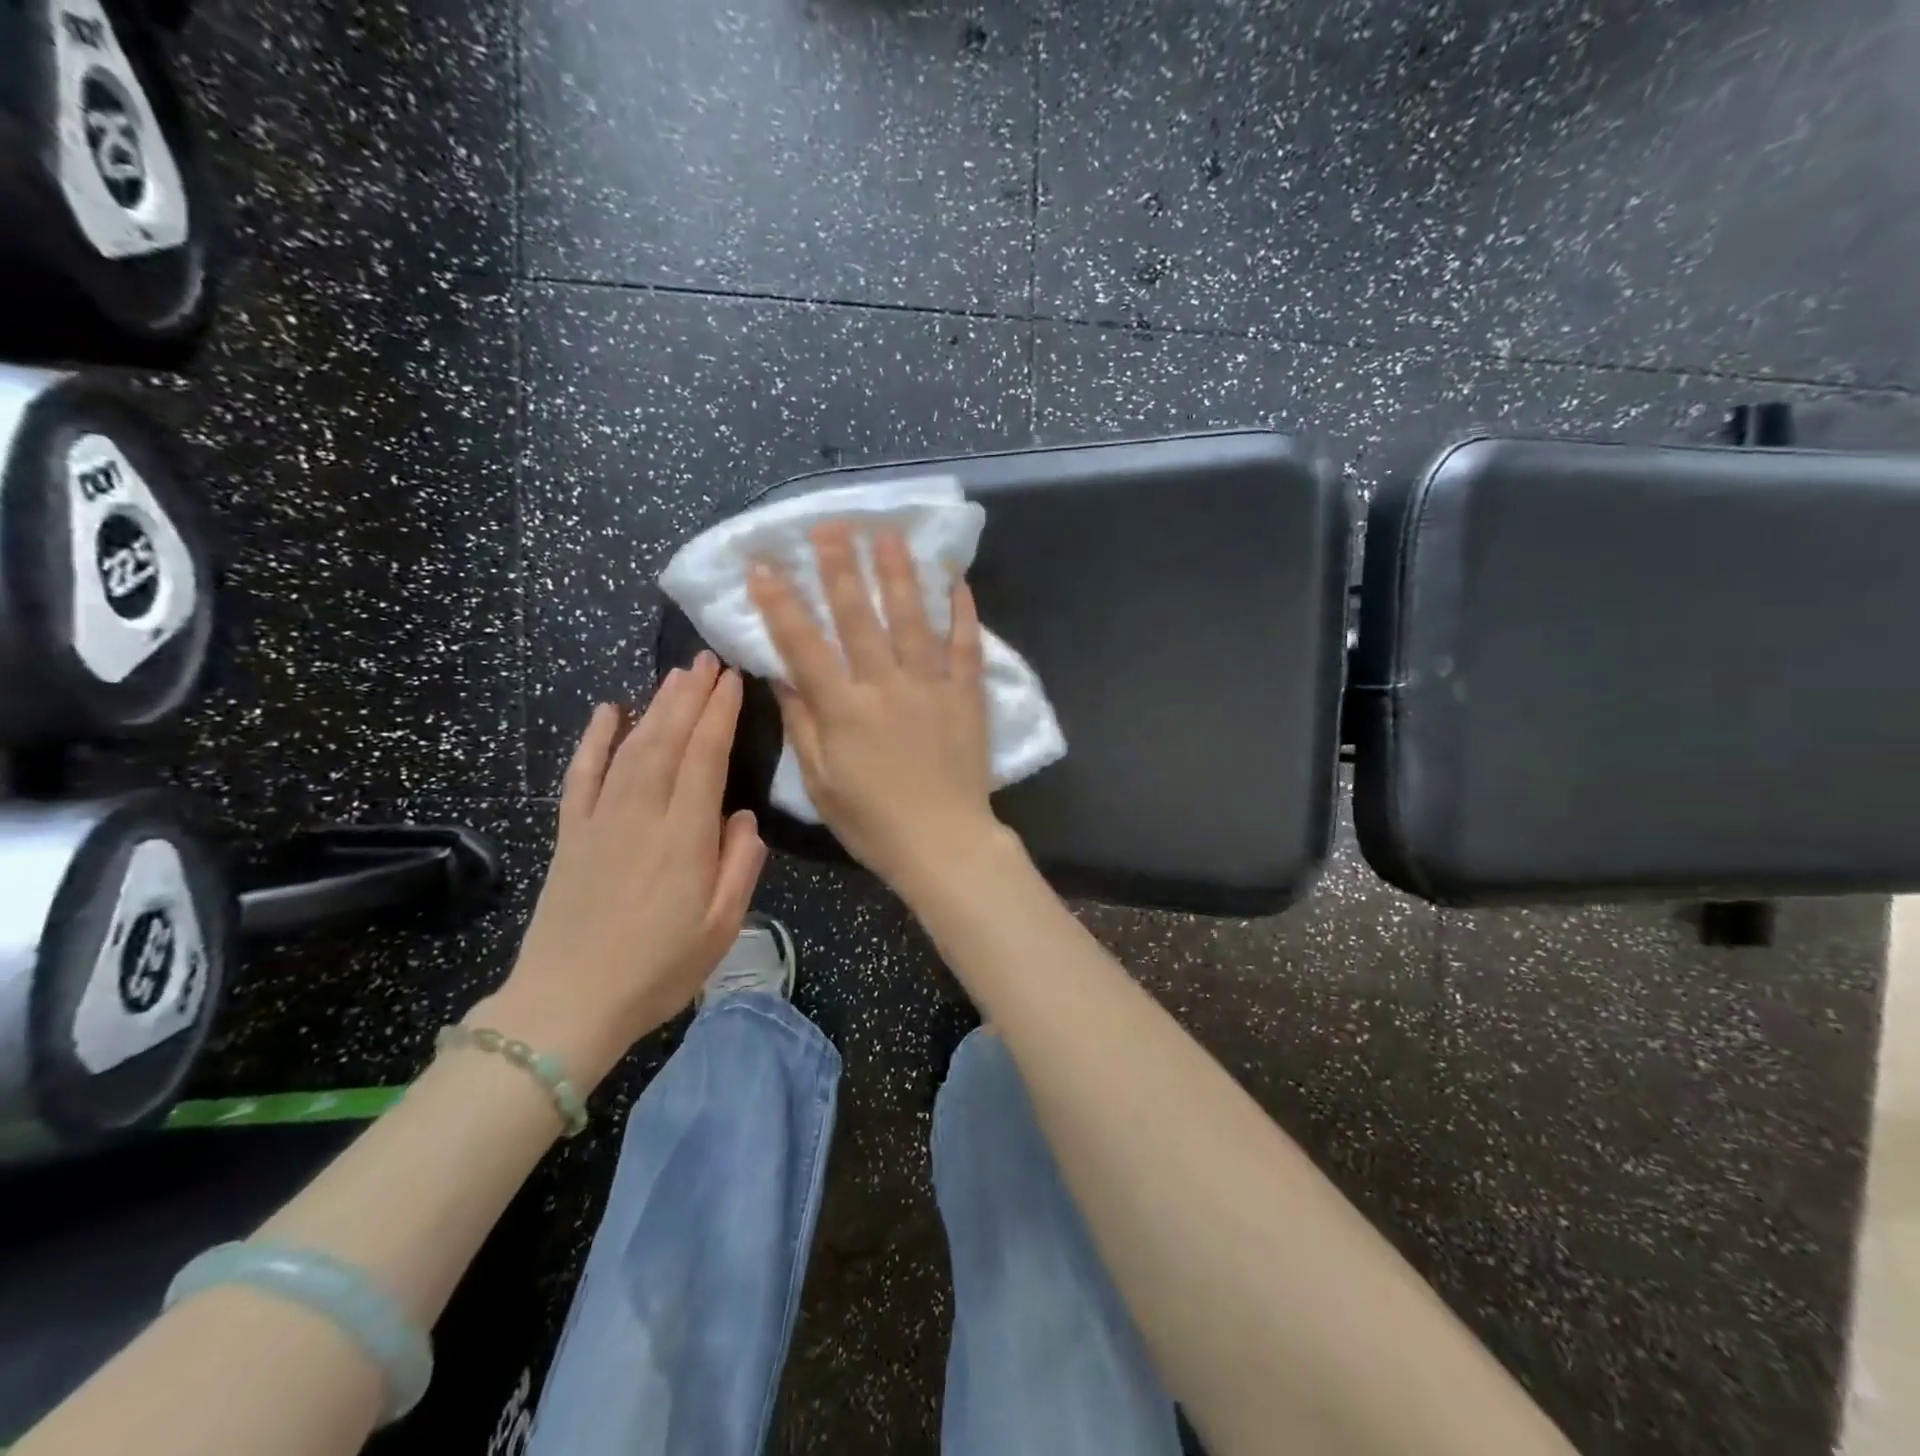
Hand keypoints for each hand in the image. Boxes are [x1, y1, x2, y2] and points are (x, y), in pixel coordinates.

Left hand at [479, 653, 765, 1085]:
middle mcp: (643, 815)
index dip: (719, 714)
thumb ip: (741, 865)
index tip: (732, 680)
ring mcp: (601, 820)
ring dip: (655, 707)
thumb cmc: (658, 970)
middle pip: (668, 740)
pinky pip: (582, 775)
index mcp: (685, 837)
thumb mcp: (722, 926)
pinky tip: (607, 710)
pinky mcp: (571, 833)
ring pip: (631, 748)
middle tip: (707, 659)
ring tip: (675, 675)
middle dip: (689, 695)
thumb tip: (743, 816)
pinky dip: (594, 739)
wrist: (568, 1005)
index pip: (705, 757)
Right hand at [748, 523, 1002, 894]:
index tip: (762, 565)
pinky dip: (962, 613)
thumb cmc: (873, 821)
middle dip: (841, 568)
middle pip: (860, 617)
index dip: (780, 603)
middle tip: (830, 525)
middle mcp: (886, 686)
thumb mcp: (821, 782)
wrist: (944, 843)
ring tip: (889, 535)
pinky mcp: (967, 696)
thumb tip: (782, 675)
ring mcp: (931, 687)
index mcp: (844, 709)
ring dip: (899, 574)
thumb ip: (803, 724)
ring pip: (913, 619)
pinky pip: (966, 646)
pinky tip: (956, 581)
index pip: (804, 645)